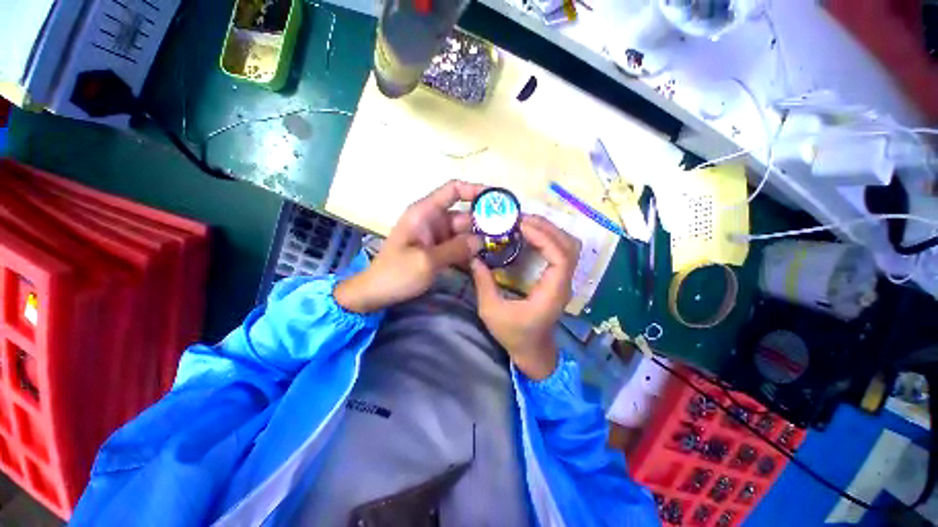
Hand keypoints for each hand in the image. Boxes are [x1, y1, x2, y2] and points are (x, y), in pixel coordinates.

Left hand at [335, 180, 485, 312]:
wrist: (375, 293)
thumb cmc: (396, 273)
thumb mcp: (427, 261)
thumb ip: (455, 249)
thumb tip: (481, 240)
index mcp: (425, 213)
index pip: (453, 190)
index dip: (475, 190)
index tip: (497, 199)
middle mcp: (433, 220)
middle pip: (464, 215)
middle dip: (483, 223)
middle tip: (506, 234)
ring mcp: (436, 237)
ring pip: (463, 233)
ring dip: (479, 240)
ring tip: (500, 248)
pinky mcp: (438, 251)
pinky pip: (458, 247)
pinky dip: (470, 252)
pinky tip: (484, 260)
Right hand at [470, 215, 581, 379]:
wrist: (532, 351)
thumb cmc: (514, 334)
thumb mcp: (491, 311)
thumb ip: (483, 283)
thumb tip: (474, 258)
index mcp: (552, 292)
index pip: (561, 257)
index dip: (544, 236)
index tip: (521, 225)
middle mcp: (564, 283)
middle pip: (569, 246)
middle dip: (547, 228)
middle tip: (521, 219)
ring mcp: (564, 280)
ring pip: (569, 246)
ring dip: (550, 231)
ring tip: (526, 223)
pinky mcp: (558, 279)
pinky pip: (561, 251)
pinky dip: (549, 238)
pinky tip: (531, 235)